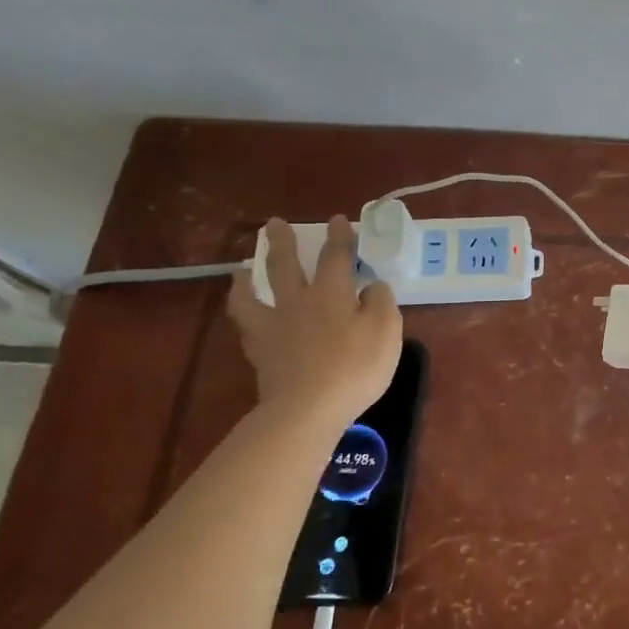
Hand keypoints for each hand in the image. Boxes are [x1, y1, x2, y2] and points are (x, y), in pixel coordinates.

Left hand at [228, 216, 402, 430]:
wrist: (308, 408)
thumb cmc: (355, 368)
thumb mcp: (387, 331)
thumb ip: (382, 302)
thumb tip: (372, 286)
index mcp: (332, 294)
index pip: (336, 257)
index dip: (339, 237)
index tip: (338, 220)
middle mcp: (298, 302)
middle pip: (286, 265)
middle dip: (282, 242)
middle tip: (274, 223)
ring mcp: (273, 326)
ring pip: (253, 294)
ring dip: (246, 277)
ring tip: (241, 268)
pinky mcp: (259, 352)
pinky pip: (246, 325)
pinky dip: (243, 313)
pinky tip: (245, 313)